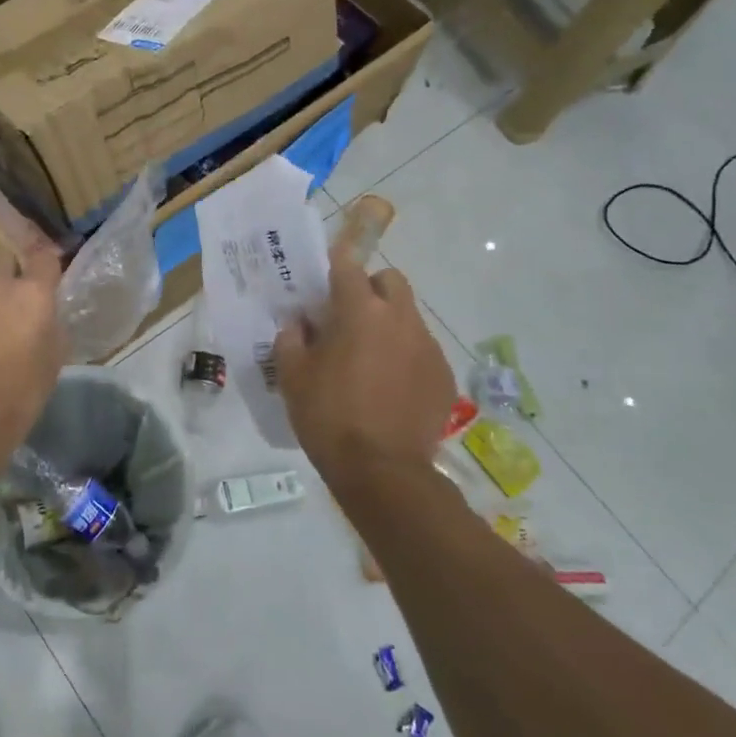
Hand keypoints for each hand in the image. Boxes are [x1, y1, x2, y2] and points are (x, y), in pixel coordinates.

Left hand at [0, 245, 65, 451]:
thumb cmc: (19, 394)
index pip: (44, 257)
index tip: (43, 278)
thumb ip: (49, 324)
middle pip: (0, 254)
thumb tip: (42, 314)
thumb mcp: (53, 358)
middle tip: (6, 296)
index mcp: (32, 293)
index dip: (44, 266)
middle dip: (5, 269)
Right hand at [274, 251, 455, 486]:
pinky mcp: (444, 375)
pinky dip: (406, 356)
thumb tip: (300, 325)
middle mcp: (400, 319)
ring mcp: (427, 347)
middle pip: (390, 281)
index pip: (348, 267)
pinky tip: (391, 386)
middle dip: (371, 288)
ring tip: (371, 358)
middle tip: (351, 316)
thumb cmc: (329, 417)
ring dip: (389, 324)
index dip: (336, 265)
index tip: (326, 275)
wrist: (382, 471)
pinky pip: (422, 350)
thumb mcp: (293, 377)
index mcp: (360, 312)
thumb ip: (291, 340)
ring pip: (409, 316)